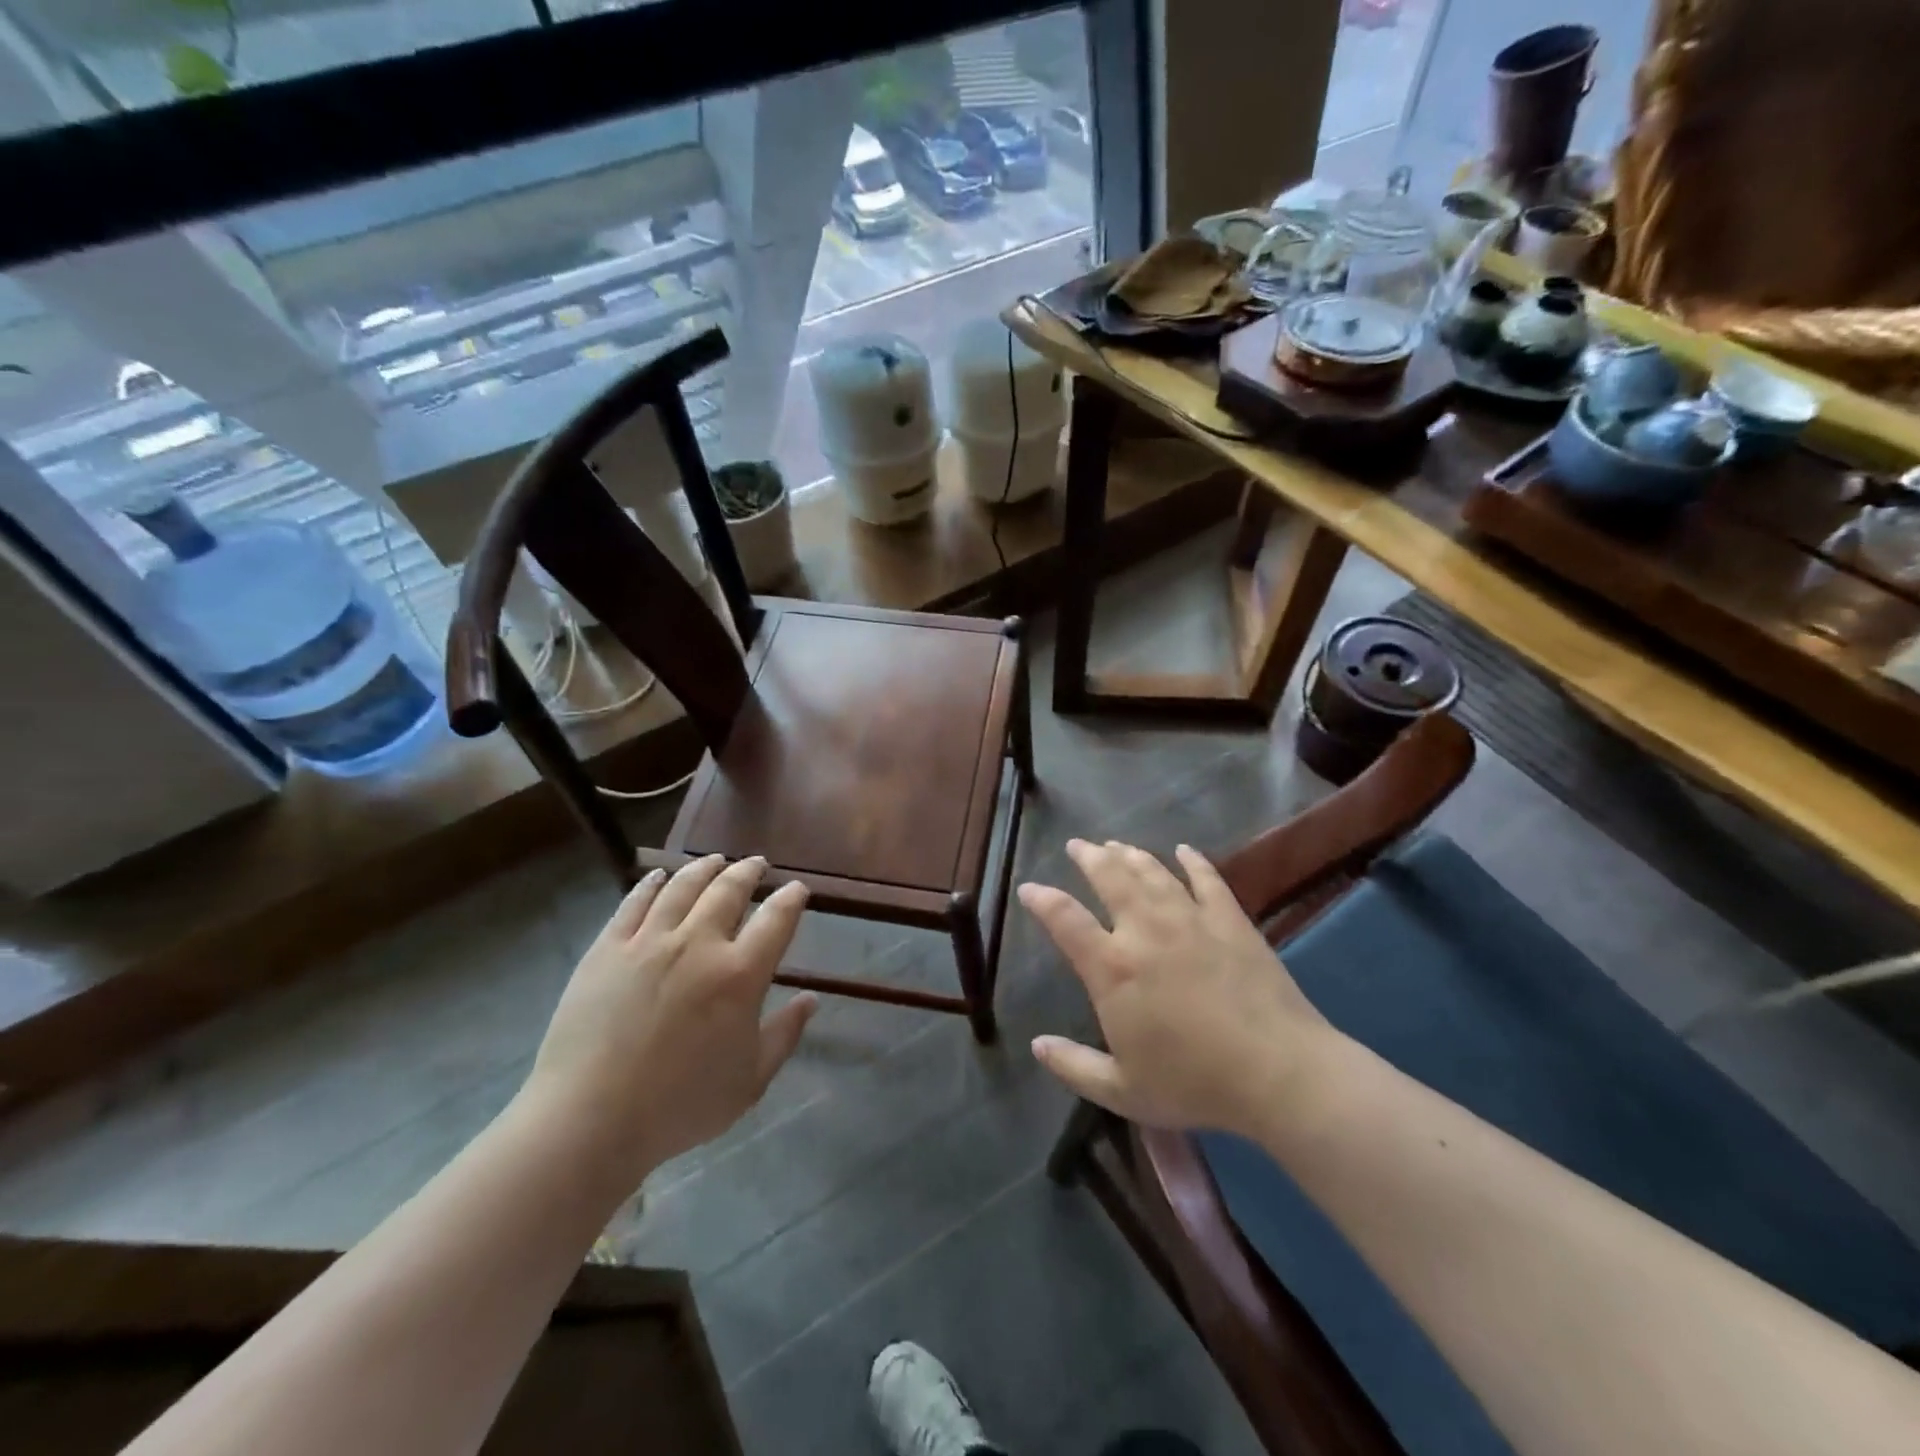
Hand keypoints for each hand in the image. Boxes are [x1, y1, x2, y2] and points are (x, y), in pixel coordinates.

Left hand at [516, 855, 815, 1193]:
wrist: (589, 1120)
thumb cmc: (680, 1106)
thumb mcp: (750, 1080)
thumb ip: (785, 1035)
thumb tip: (811, 1000)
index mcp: (740, 974)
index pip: (776, 920)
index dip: (791, 899)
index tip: (797, 889)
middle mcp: (699, 944)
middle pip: (729, 890)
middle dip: (748, 872)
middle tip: (757, 864)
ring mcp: (649, 941)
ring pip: (682, 887)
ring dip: (704, 868)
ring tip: (715, 860)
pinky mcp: (607, 948)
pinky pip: (634, 903)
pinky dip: (651, 883)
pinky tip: (659, 875)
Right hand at [1018, 840, 1337, 1135]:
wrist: (1277, 1072)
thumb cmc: (1194, 1083)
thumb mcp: (1122, 1091)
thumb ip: (1074, 1067)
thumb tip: (1038, 1045)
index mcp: (1112, 968)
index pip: (1065, 919)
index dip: (1042, 900)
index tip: (1029, 888)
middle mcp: (1145, 930)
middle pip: (1110, 877)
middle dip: (1088, 857)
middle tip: (1078, 846)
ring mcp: (1190, 919)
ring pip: (1152, 871)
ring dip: (1130, 854)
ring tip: (1116, 844)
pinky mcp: (1230, 920)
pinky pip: (1206, 879)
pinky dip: (1192, 861)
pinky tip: (1184, 850)